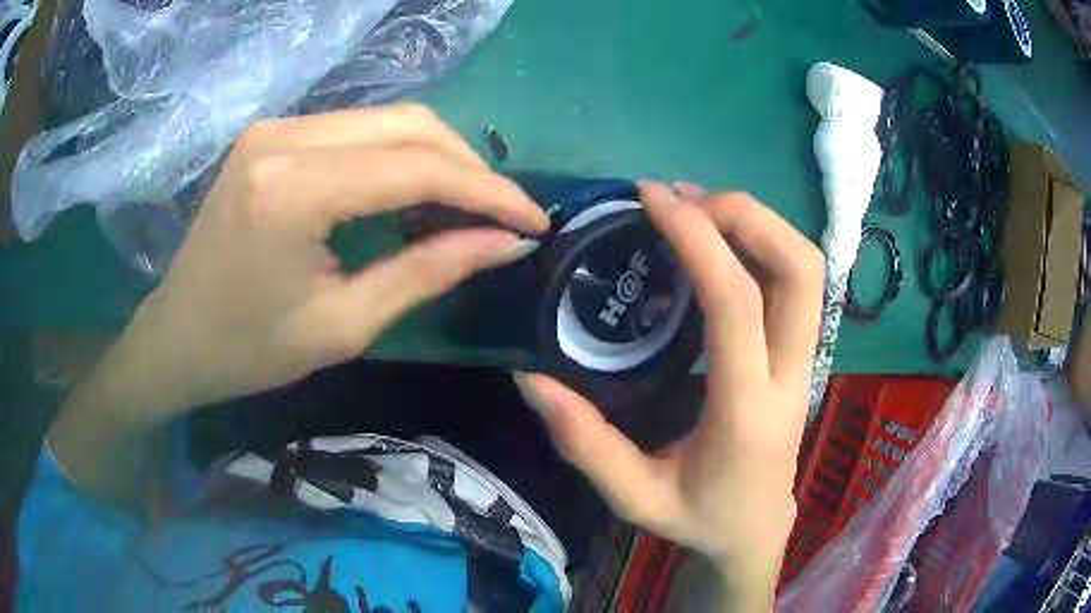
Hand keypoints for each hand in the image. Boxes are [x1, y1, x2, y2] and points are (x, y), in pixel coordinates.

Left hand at [58, 105, 547, 419]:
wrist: (177, 338)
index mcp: (291, 191)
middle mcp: (284, 137)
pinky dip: (399, 157)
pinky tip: (415, 193)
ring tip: (467, 208)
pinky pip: (357, 130)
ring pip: (387, 119)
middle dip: (469, 166)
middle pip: (408, 124)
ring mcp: (275, 128)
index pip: (415, 167)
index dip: (486, 191)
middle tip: (503, 215)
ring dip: (438, 158)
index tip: (532, 220)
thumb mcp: (343, 326)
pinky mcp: (273, 135)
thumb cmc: (249, 351)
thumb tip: (504, 244)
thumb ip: (428, 272)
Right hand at [514, 182, 822, 608]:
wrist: (756, 529)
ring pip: (807, 266)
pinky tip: (719, 240)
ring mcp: (804, 359)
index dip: (698, 237)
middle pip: (798, 267)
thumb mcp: (634, 498)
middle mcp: (790, 373)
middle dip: (745, 214)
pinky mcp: (801, 352)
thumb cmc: (700, 517)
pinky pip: (796, 279)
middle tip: (682, 200)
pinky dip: (762, 242)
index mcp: (746, 408)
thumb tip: (528, 378)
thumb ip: (584, 443)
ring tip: (697, 209)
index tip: (652, 200)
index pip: (736, 302)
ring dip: (758, 221)